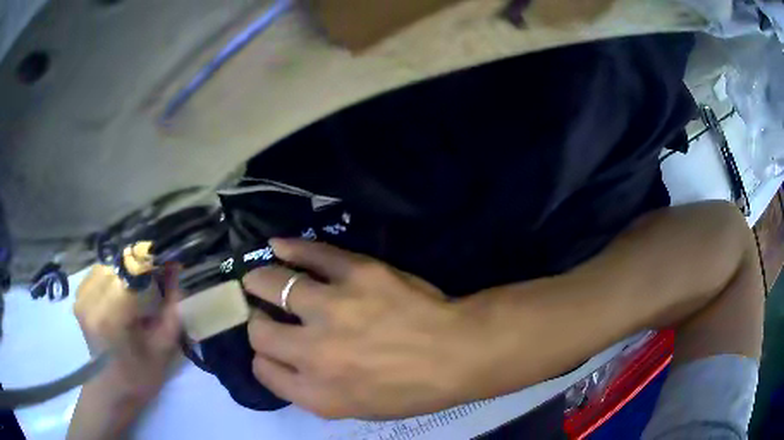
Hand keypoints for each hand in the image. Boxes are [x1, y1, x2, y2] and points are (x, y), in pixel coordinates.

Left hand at [73, 263, 181, 404]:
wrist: (112, 390)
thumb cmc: (140, 376)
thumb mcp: (163, 347)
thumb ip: (170, 307)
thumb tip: (176, 269)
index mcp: (111, 318)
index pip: (131, 273)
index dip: (151, 266)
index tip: (168, 266)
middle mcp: (91, 302)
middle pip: (118, 267)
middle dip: (138, 271)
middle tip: (153, 285)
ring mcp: (81, 299)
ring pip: (107, 267)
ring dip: (123, 275)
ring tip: (135, 293)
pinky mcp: (78, 299)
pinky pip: (96, 274)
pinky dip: (110, 278)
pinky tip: (118, 294)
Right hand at [243, 239, 495, 419]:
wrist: (458, 353)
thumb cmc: (413, 389)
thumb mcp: (358, 408)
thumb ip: (314, 391)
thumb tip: (287, 364)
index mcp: (318, 394)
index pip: (263, 371)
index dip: (262, 358)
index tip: (269, 349)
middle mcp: (314, 354)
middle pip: (259, 332)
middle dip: (256, 321)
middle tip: (263, 312)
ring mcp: (332, 310)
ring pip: (273, 286)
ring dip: (259, 281)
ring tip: (257, 278)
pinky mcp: (356, 275)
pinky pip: (311, 255)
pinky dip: (289, 247)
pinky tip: (277, 246)